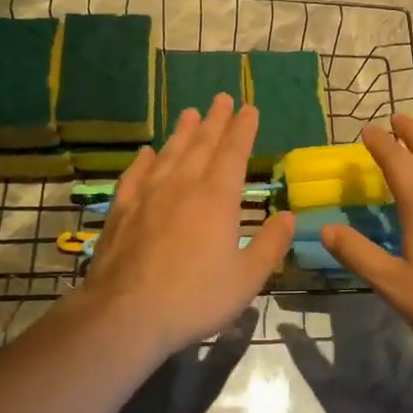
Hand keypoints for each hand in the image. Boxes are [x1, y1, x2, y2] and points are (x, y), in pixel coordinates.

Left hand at [81, 93, 294, 354]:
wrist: (126, 315)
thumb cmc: (194, 298)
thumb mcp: (247, 278)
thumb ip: (271, 245)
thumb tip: (289, 216)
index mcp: (218, 198)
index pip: (234, 152)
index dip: (243, 128)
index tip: (249, 108)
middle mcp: (184, 185)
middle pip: (202, 143)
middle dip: (215, 120)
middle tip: (221, 98)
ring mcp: (149, 195)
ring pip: (170, 153)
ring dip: (182, 131)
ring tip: (189, 112)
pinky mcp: (122, 210)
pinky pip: (135, 175)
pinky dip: (143, 160)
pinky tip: (146, 152)